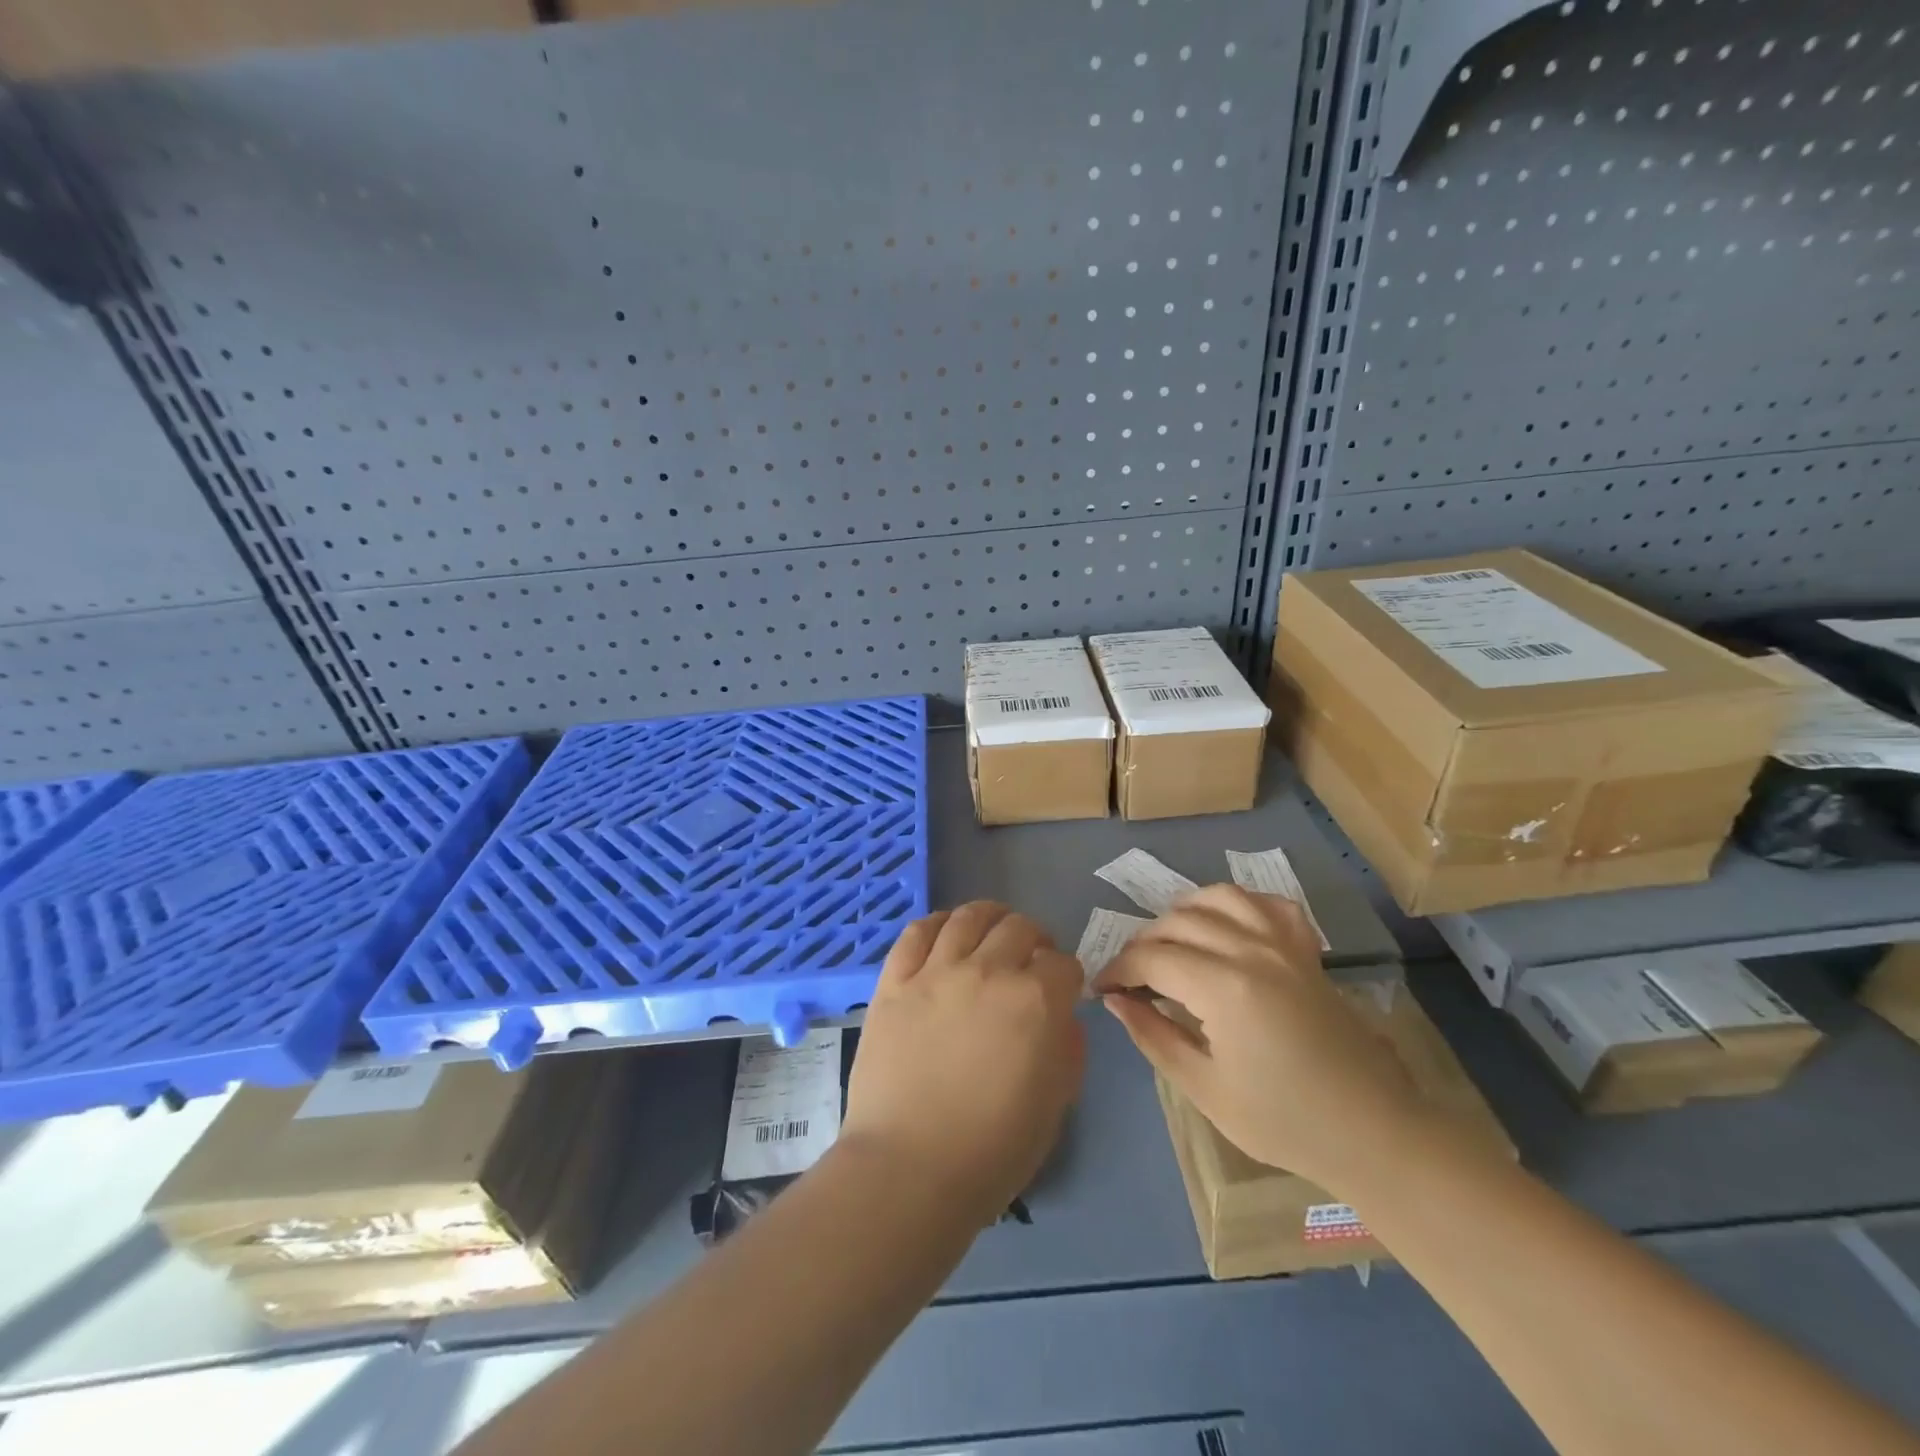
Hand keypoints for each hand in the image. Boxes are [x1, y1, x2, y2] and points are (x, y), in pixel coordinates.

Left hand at [843, 902, 1085, 1219]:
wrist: (909, 1168)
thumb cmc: (992, 1149)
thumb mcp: (1055, 1103)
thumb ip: (1066, 1047)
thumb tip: (1059, 1015)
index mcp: (1036, 1001)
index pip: (1064, 963)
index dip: (1067, 975)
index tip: (1062, 989)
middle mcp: (988, 971)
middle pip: (1019, 928)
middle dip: (1034, 939)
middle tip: (1030, 959)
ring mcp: (936, 971)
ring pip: (969, 917)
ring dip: (990, 917)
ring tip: (992, 930)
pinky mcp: (895, 981)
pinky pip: (917, 932)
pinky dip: (937, 923)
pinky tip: (945, 931)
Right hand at [1092, 885, 1425, 1194]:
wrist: (1372, 1131)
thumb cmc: (1283, 1121)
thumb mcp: (1206, 1089)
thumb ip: (1154, 1037)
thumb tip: (1116, 1001)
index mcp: (1223, 988)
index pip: (1151, 959)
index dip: (1118, 970)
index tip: (1102, 989)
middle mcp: (1251, 950)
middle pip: (1178, 923)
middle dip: (1143, 945)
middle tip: (1132, 978)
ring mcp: (1283, 945)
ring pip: (1219, 898)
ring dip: (1184, 913)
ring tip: (1171, 942)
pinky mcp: (1306, 951)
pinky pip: (1268, 905)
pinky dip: (1240, 905)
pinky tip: (1227, 925)